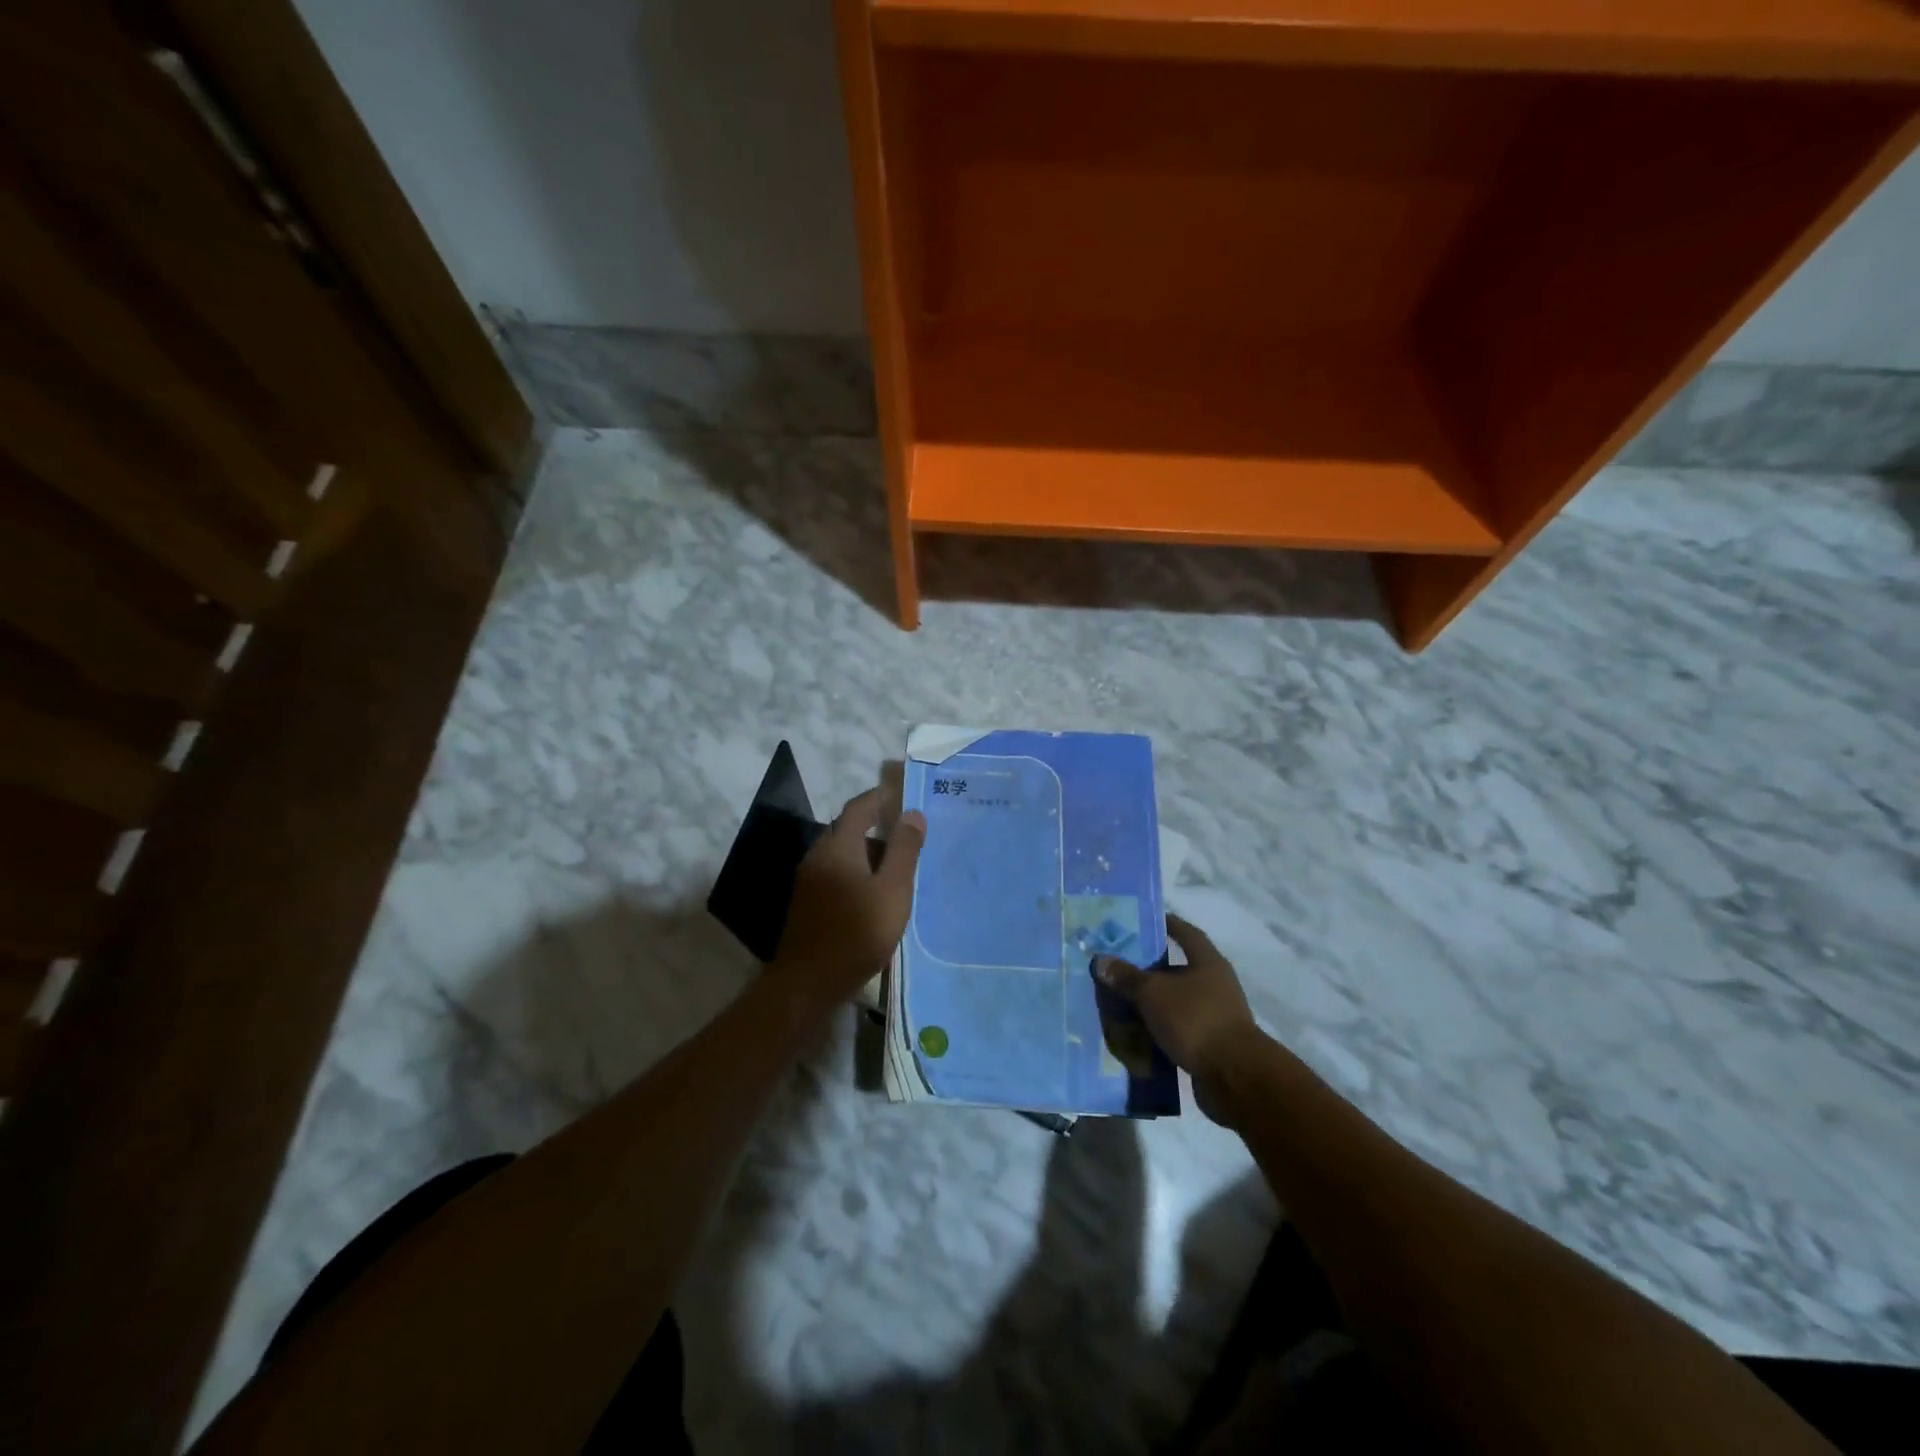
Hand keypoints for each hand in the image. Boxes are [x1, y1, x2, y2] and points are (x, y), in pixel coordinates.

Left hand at [772, 786, 925, 1015]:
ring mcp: (808, 880)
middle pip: (849, 830)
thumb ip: (905, 850)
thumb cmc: (857, 932)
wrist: (808, 982)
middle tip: (909, 838)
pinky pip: (835, 875)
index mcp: (839, 845)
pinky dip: (857, 875)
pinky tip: (874, 896)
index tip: (902, 794)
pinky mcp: (806, 903)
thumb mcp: (893, 890)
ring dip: (868, 856)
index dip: (880, 797)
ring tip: (898, 871)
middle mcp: (818, 855)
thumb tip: (913, 814)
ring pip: (842, 855)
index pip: (859, 807)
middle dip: (878, 829)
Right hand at [1095, 915, 1262, 1125]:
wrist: (1233, 1077)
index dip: (1167, 924)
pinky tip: (1135, 1036)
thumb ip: (1127, 976)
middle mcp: (1215, 985)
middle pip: (1178, 970)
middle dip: (1149, 970)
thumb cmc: (1195, 1019)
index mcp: (1208, 963)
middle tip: (1118, 967)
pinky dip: (1158, 1031)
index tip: (1143, 921)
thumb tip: (1101, 960)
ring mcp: (1215, 1016)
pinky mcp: (1210, 1045)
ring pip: (1175, 1002)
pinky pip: (1178, 1030)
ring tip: (1119, 1004)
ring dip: (1152, 1004)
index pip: (1186, 933)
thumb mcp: (1153, 993)